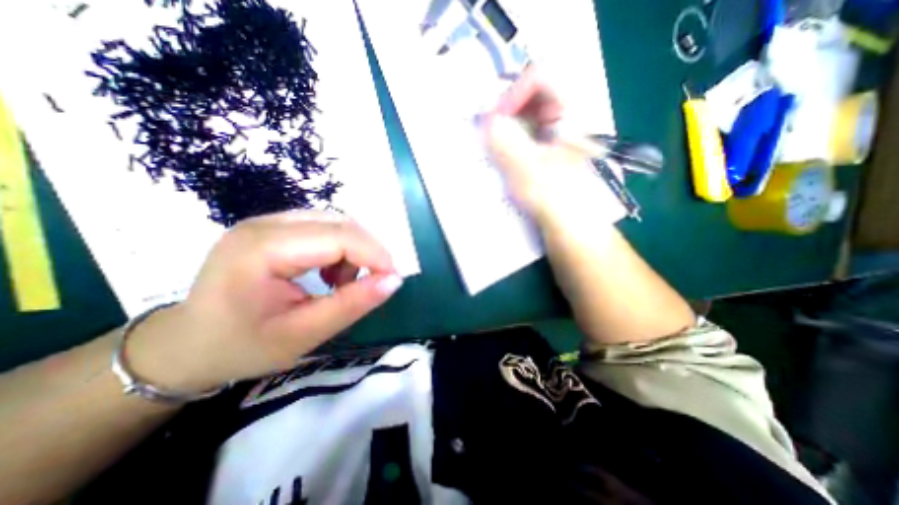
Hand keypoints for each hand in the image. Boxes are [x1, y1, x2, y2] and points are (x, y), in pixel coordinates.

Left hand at [124, 212, 402, 392]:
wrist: (188, 345)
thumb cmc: (241, 347)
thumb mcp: (303, 334)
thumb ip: (352, 304)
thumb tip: (394, 280)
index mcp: (262, 249)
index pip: (338, 236)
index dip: (375, 254)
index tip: (393, 279)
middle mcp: (265, 224)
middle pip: (340, 223)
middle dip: (368, 251)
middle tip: (374, 282)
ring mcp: (268, 222)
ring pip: (336, 222)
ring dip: (355, 249)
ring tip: (345, 281)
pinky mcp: (275, 228)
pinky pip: (325, 227)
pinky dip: (342, 248)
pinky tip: (331, 272)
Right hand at [482, 64, 623, 226]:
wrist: (576, 233)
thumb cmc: (556, 197)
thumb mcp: (526, 166)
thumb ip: (504, 139)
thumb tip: (487, 119)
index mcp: (570, 115)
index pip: (541, 77)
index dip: (513, 92)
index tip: (494, 119)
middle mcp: (567, 124)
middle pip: (533, 100)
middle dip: (506, 113)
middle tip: (488, 133)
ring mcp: (560, 144)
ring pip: (529, 123)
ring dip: (507, 133)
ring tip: (492, 150)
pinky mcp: (551, 162)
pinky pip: (528, 144)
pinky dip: (512, 148)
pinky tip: (502, 164)